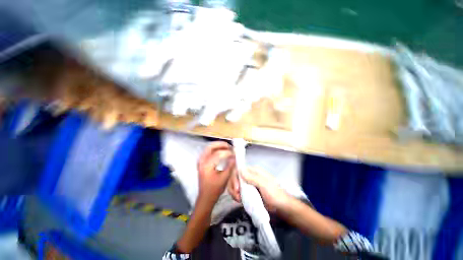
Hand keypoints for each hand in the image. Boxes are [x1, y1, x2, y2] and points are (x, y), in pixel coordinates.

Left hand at [197, 142, 235, 205]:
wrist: (205, 197)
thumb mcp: (224, 178)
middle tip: (229, 146)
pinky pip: (208, 151)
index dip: (227, 152)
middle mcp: (201, 161)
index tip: (234, 153)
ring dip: (218, 146)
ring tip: (227, 147)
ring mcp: (200, 161)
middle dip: (221, 145)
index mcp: (206, 166)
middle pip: (211, 147)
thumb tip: (234, 156)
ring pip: (209, 148)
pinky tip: (221, 150)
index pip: (218, 154)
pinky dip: (215, 149)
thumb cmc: (214, 189)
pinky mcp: (202, 162)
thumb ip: (230, 166)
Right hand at [227, 167, 290, 212]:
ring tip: (238, 199)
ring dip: (233, 191)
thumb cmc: (275, 194)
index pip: (239, 169)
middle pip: (235, 176)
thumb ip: (253, 177)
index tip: (237, 188)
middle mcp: (249, 175)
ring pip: (235, 184)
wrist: (281, 207)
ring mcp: (248, 184)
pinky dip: (235, 195)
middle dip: (233, 185)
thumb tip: (241, 170)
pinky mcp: (247, 192)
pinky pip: (237, 191)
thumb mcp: (265, 184)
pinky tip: (239, 200)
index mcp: (254, 171)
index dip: (235, 177)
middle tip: (237, 195)